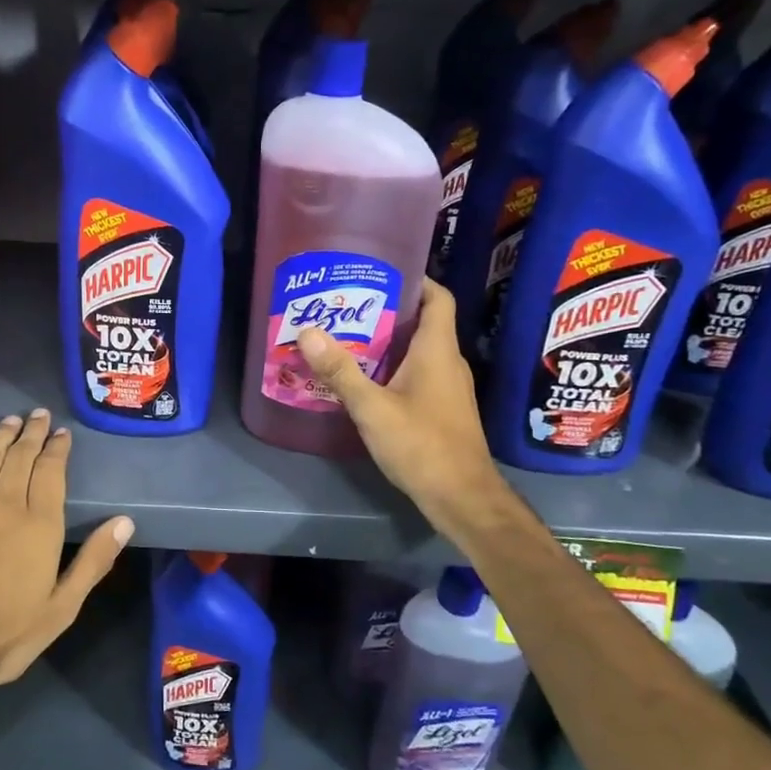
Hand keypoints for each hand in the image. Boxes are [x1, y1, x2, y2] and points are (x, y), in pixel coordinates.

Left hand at [0, 408, 133, 708]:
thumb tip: (125, 521)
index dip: (57, 448)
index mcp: (39, 525)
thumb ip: (94, 560)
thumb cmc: (6, 635)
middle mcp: (4, 504)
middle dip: (32, 432)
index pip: (51, 471)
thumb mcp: (62, 608)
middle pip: (20, 456)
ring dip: (2, 435)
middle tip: (38, 415)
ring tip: (12, 420)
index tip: (61, 433)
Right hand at [297, 278, 502, 530]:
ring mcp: (448, 387)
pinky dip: (393, 367)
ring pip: (418, 350)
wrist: (462, 498)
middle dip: (388, 310)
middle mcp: (448, 362)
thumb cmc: (422, 446)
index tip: (381, 271)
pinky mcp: (443, 408)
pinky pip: (418, 373)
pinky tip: (364, 378)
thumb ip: (340, 371)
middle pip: (423, 322)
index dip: (416, 279)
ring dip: (388, 341)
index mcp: (438, 351)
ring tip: (347, 336)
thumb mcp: (373, 408)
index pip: (438, 298)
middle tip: (347, 304)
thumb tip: (308, 331)